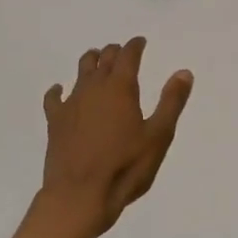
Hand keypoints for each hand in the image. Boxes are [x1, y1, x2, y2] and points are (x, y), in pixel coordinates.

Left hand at [39, 37, 192, 237]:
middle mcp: (94, 87)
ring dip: (91, 62)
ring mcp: (71, 103)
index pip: (128, 55)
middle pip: (104, 59)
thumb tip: (183, 72)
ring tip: (96, 61)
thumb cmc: (125, 167)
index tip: (140, 42)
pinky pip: (54, 97)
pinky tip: (60, 91)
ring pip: (81, 71)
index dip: (135, 46)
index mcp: (120, 87)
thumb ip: (171, 102)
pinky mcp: (55, 121)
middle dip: (114, 52)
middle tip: (122, 53)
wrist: (79, 196)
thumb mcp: (158, 136)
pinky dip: (58, 90)